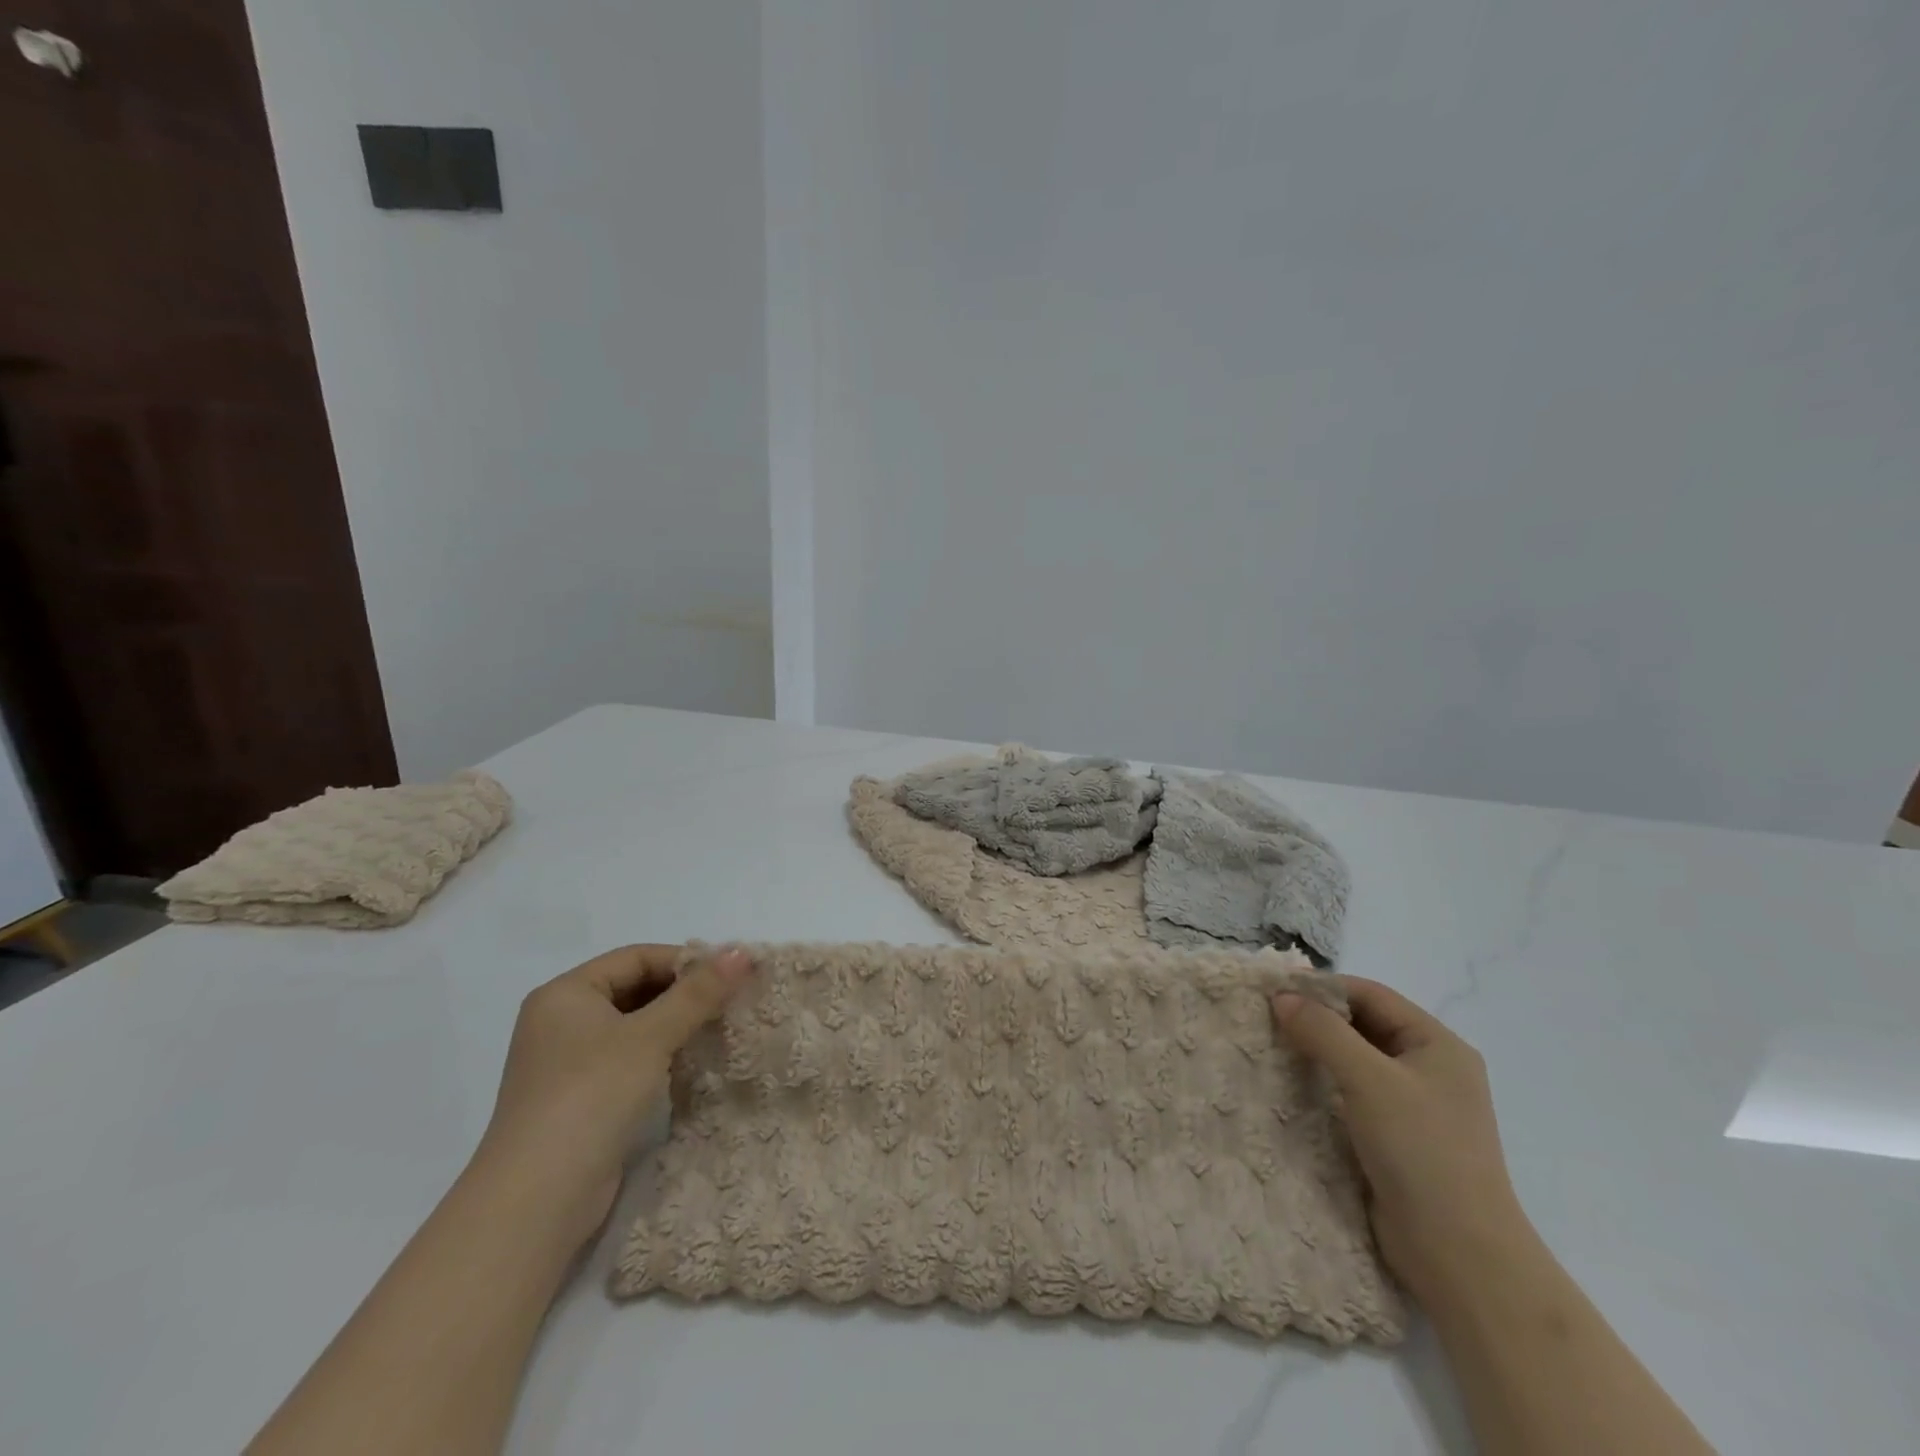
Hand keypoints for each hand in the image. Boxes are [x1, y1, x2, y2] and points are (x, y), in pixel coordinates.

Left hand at [476, 945, 752, 1245]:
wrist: (537, 1201)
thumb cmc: (591, 1096)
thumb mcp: (651, 1036)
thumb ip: (698, 993)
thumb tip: (743, 951)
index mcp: (565, 994)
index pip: (636, 958)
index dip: (684, 961)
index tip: (730, 974)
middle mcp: (561, 1021)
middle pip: (635, 989)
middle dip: (684, 993)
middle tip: (732, 1000)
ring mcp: (568, 1063)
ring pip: (634, 1026)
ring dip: (676, 1025)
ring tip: (721, 1028)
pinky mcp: (581, 1099)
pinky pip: (629, 1059)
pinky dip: (661, 1055)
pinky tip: (694, 1062)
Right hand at [1271, 977, 1534, 1303]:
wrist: (1460, 1256)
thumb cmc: (1422, 1152)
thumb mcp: (1369, 1080)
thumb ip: (1323, 1031)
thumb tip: (1281, 998)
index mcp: (1437, 1044)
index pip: (1371, 995)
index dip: (1323, 988)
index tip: (1274, 991)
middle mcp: (1429, 1068)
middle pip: (1363, 1025)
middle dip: (1316, 1019)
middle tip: (1265, 1017)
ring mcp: (1414, 1106)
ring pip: (1355, 1060)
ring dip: (1316, 1052)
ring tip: (1270, 1047)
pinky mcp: (1397, 1138)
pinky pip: (1352, 1094)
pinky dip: (1322, 1084)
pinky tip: (1291, 1086)